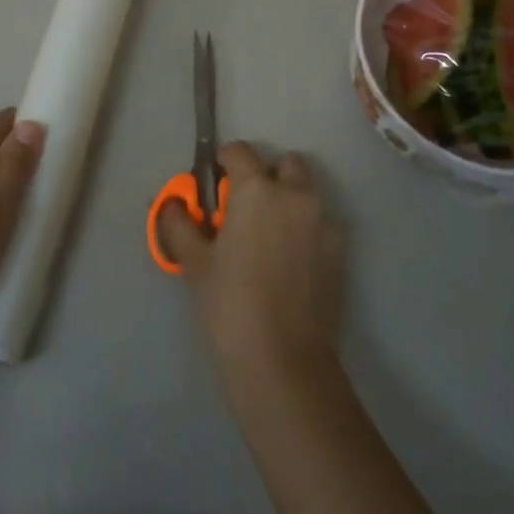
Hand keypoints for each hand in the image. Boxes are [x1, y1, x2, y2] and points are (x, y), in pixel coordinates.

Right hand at [158, 142, 344, 384]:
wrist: (283, 361)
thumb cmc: (230, 304)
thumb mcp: (195, 262)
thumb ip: (180, 224)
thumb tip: (172, 205)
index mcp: (257, 189)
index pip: (240, 151)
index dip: (224, 162)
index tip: (215, 184)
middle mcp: (296, 195)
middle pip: (285, 164)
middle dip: (267, 176)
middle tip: (246, 209)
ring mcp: (324, 222)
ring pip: (307, 192)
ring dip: (289, 199)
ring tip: (269, 236)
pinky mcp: (341, 252)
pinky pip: (321, 223)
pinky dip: (306, 228)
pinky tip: (290, 262)